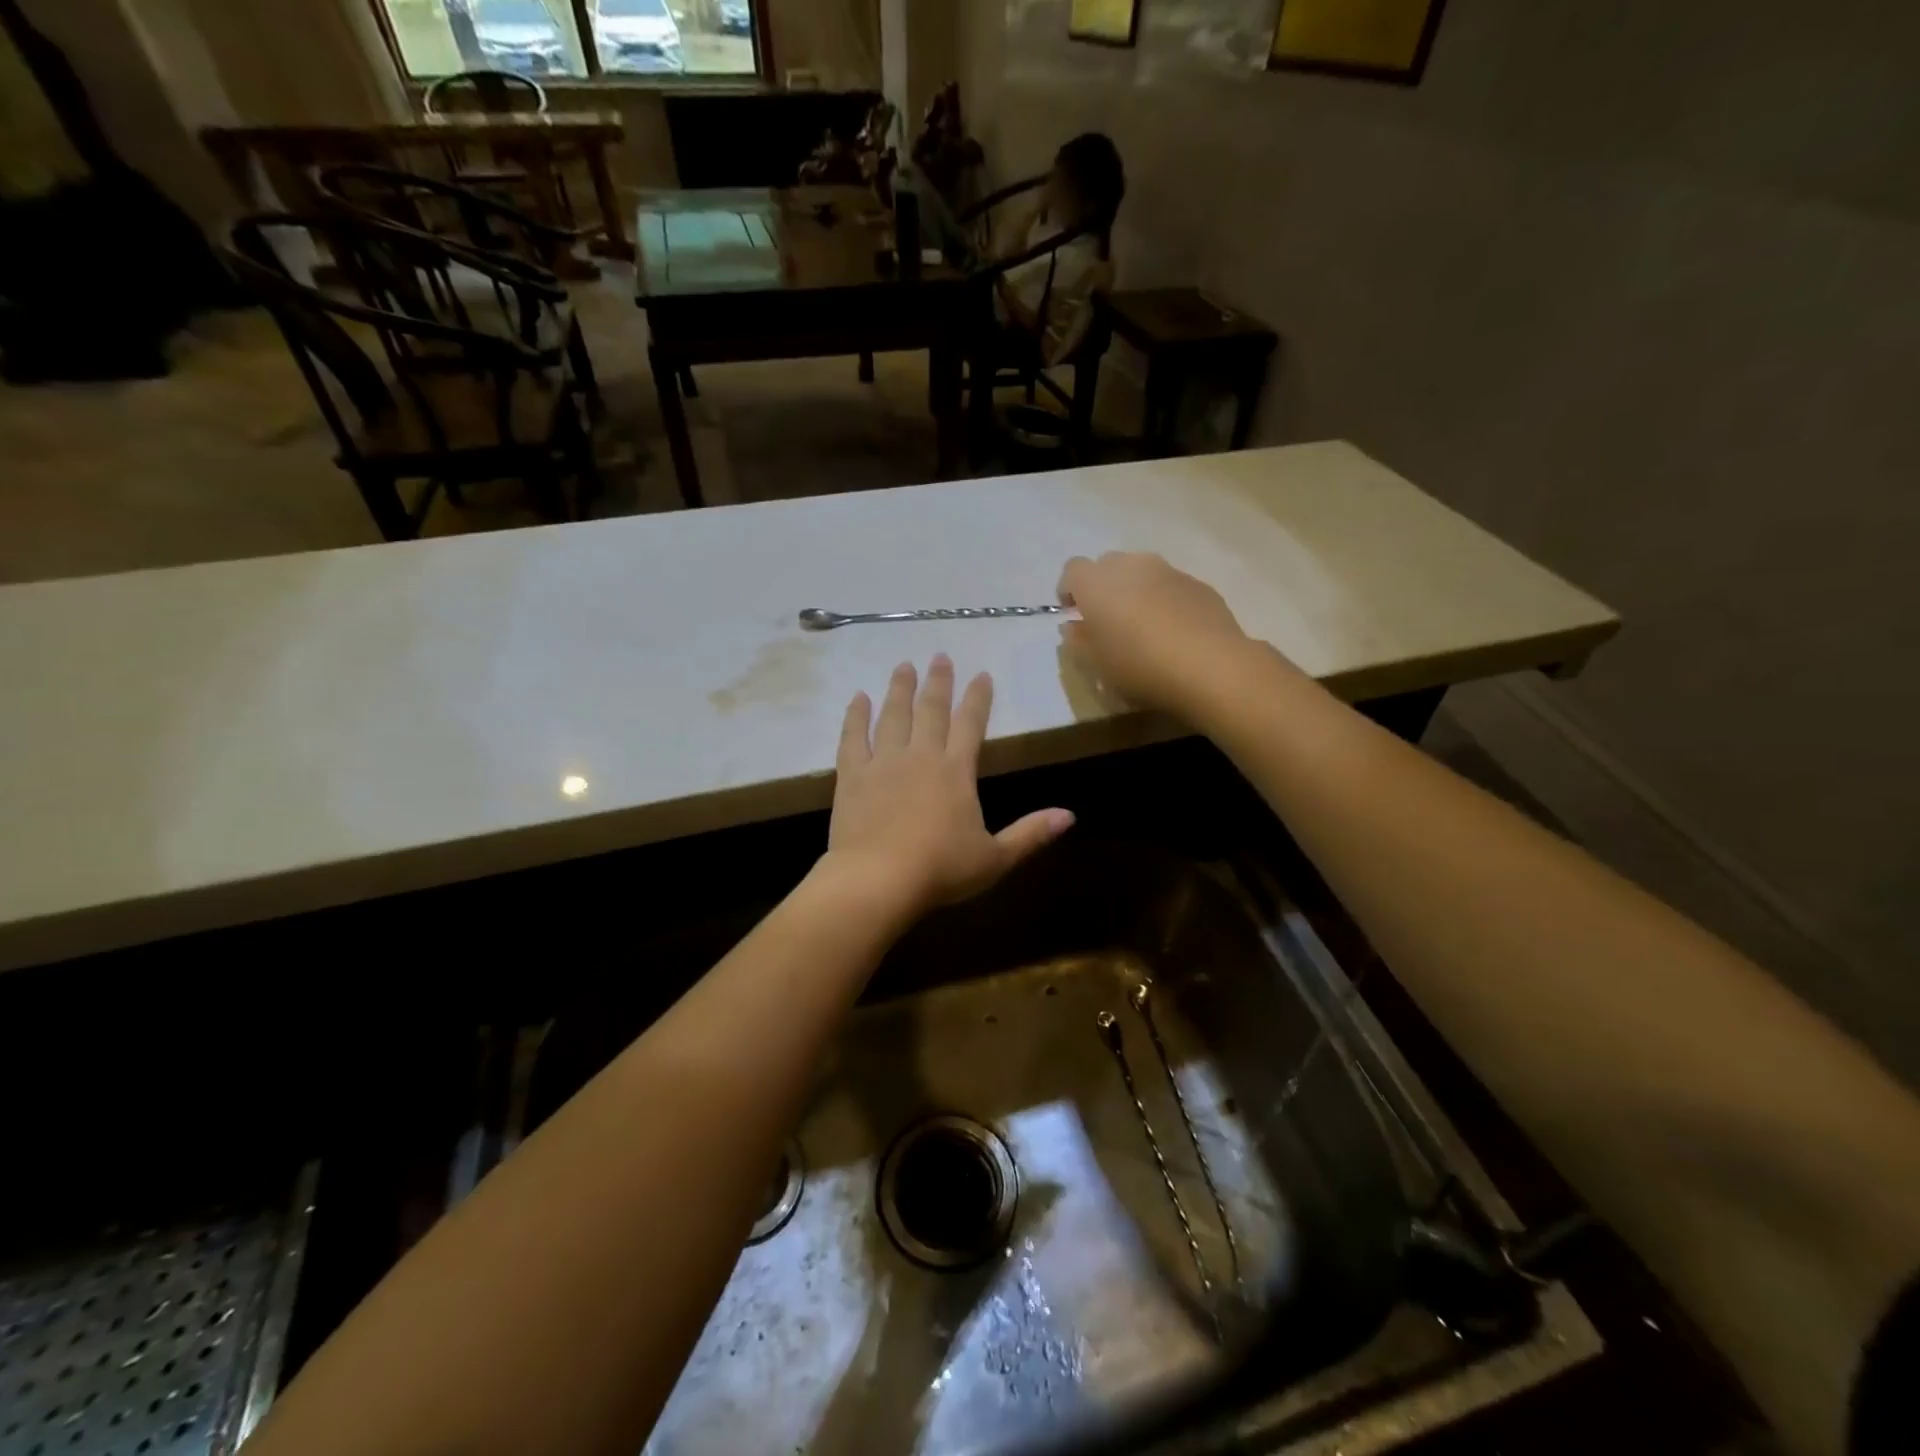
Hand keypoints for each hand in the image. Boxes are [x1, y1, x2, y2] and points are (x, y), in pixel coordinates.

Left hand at [824, 656, 1073, 914]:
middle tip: (940, 656)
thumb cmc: (940, 870)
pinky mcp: (852, 776)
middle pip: (931, 710)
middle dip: (938, 682)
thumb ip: (1031, 833)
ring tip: (903, 666)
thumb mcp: (994, 858)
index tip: (982, 675)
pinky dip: (855, 716)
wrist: (878, 880)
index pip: (971, 724)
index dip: (978, 698)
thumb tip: (1070, 815)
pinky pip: (853, 738)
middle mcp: (920, 756)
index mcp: (956, 771)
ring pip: (893, 715)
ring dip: (899, 689)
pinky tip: (858, 699)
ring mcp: (883, 762)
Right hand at [1058, 552, 1261, 714]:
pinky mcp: (1198, 584)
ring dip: (1136, 590)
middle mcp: (1131, 566)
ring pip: (1142, 571)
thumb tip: (1073, 626)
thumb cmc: (1140, 667)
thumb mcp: (1096, 665)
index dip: (1069, 591)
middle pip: (1107, 564)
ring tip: (1144, 625)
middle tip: (1109, 620)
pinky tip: (1174, 631)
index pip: (1071, 570)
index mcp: (1097, 583)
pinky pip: (1171, 585)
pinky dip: (1165, 600)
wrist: (1210, 666)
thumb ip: (1078, 641)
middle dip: (1103, 586)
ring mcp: (1168, 571)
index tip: (1075, 615)